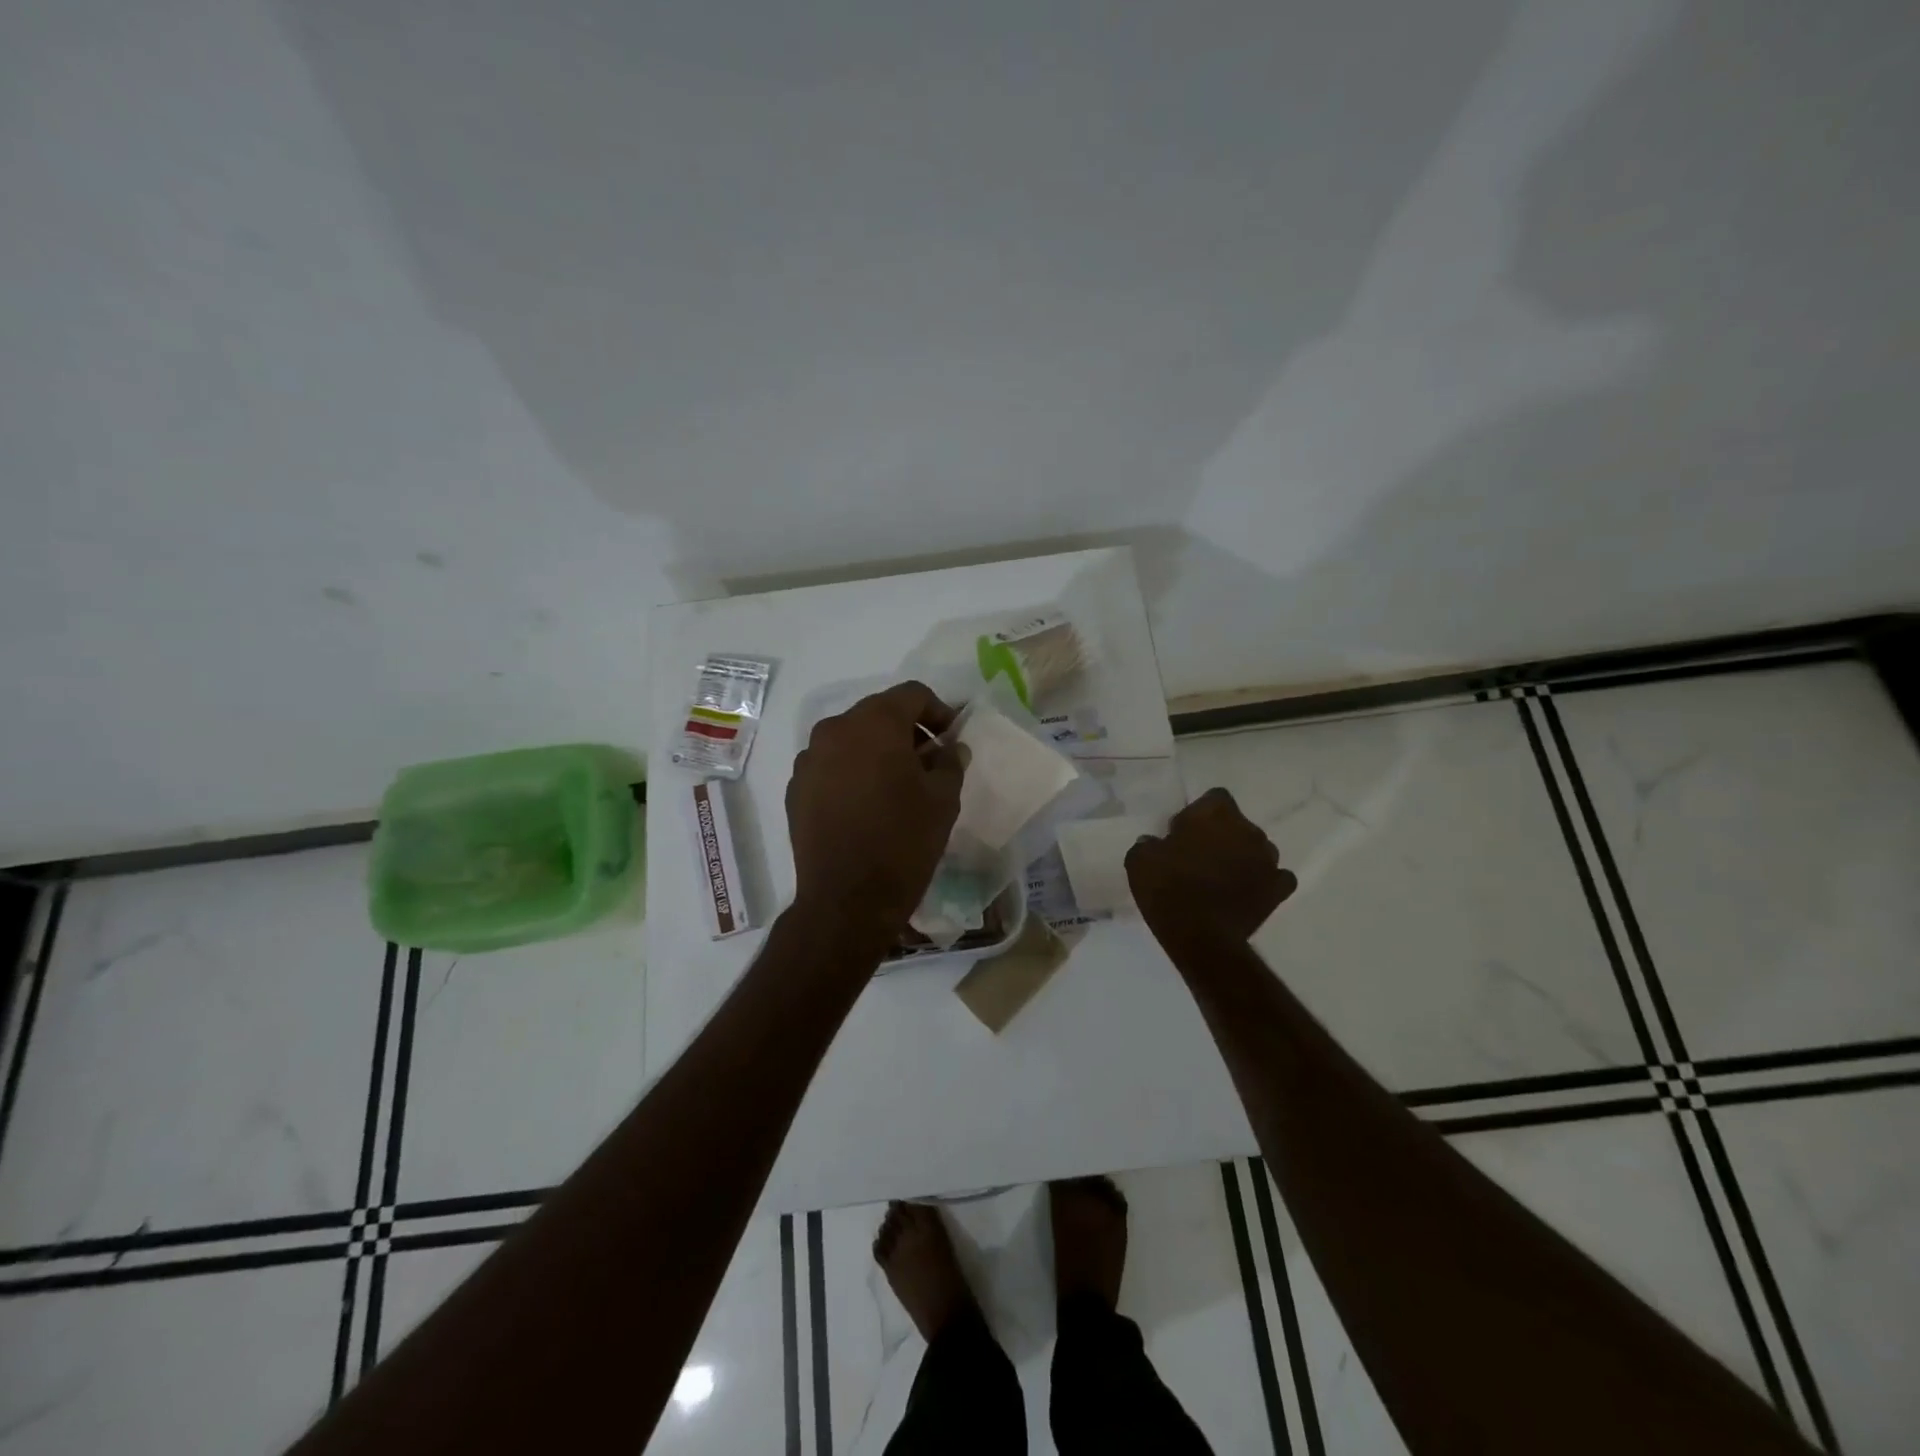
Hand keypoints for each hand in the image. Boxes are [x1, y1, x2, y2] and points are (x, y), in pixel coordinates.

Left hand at [786, 681, 964, 939]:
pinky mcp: (796, 788)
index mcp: (875, 723)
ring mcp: (809, 759)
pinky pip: (830, 765)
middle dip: (906, 730)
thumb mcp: (944, 799)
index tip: (950, 737)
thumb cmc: (904, 841)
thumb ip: (950, 762)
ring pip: (851, 739)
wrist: (848, 899)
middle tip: (928, 760)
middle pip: (878, 713)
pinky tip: (866, 803)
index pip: (912, 694)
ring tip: (896, 783)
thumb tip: (949, 748)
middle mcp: (835, 729)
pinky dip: (851, 771)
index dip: (938, 710)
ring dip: (876, 750)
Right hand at [1126, 787, 1297, 942]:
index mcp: (1214, 814)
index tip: (1183, 833)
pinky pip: (1276, 877)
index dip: (1199, 814)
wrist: (1200, 937)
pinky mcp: (1279, 889)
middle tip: (1199, 857)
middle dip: (1222, 836)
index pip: (1215, 798)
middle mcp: (1247, 829)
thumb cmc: (1167, 889)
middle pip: (1237, 824)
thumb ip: (1151, 843)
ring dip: (1242, 857)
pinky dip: (1263, 882)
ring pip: (1256, 849)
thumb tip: (1157, 843)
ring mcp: (1268, 859)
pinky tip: (1248, 892)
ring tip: (1222, 878)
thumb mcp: (1140, 859)